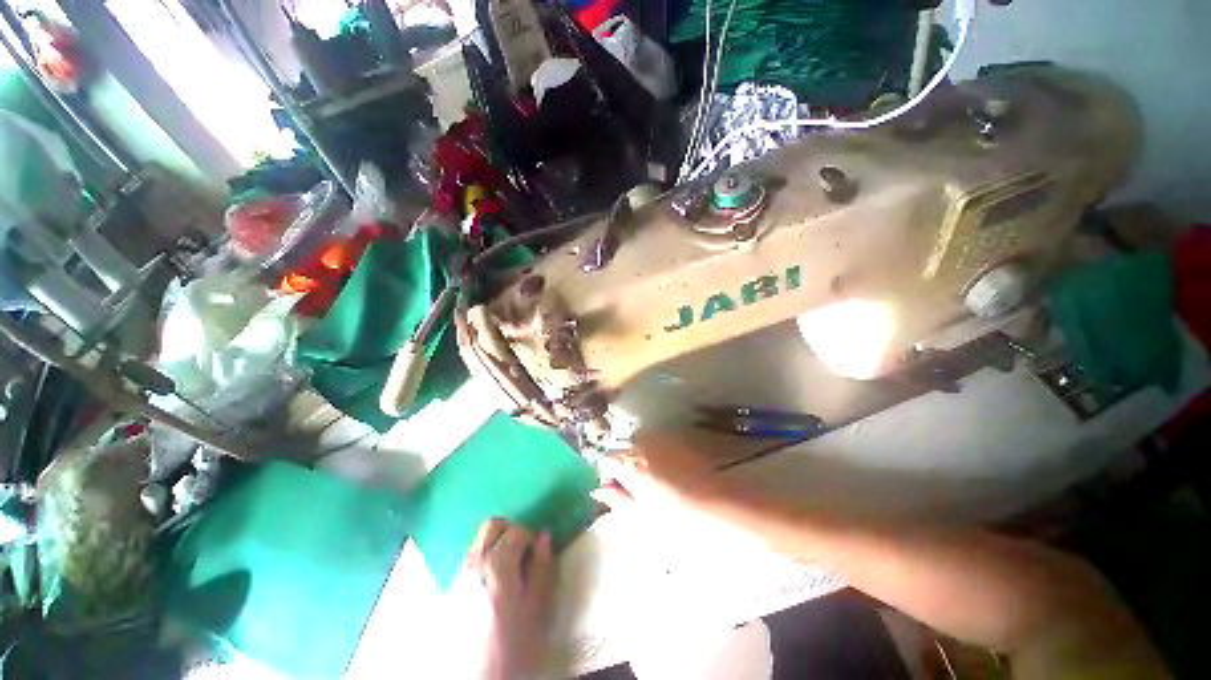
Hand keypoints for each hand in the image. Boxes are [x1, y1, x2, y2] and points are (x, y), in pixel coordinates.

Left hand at [462, 518, 553, 679]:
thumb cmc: (512, 646)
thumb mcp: (536, 608)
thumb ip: (541, 568)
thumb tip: (545, 536)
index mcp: (497, 565)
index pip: (517, 530)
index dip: (531, 537)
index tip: (538, 555)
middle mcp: (474, 563)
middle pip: (491, 526)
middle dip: (511, 530)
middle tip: (523, 551)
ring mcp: (459, 576)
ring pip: (479, 541)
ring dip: (497, 544)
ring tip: (510, 569)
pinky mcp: (452, 589)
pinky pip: (471, 559)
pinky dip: (485, 558)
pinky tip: (494, 584)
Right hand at [591, 429, 737, 516]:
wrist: (721, 508)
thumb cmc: (679, 520)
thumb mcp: (642, 517)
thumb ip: (617, 500)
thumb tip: (599, 491)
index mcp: (630, 463)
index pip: (606, 460)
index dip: (607, 477)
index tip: (616, 493)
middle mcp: (644, 443)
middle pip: (623, 449)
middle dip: (624, 467)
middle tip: (636, 490)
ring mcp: (663, 438)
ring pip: (640, 444)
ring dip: (640, 459)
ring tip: (654, 482)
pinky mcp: (679, 439)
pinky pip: (658, 442)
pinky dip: (656, 454)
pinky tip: (670, 473)